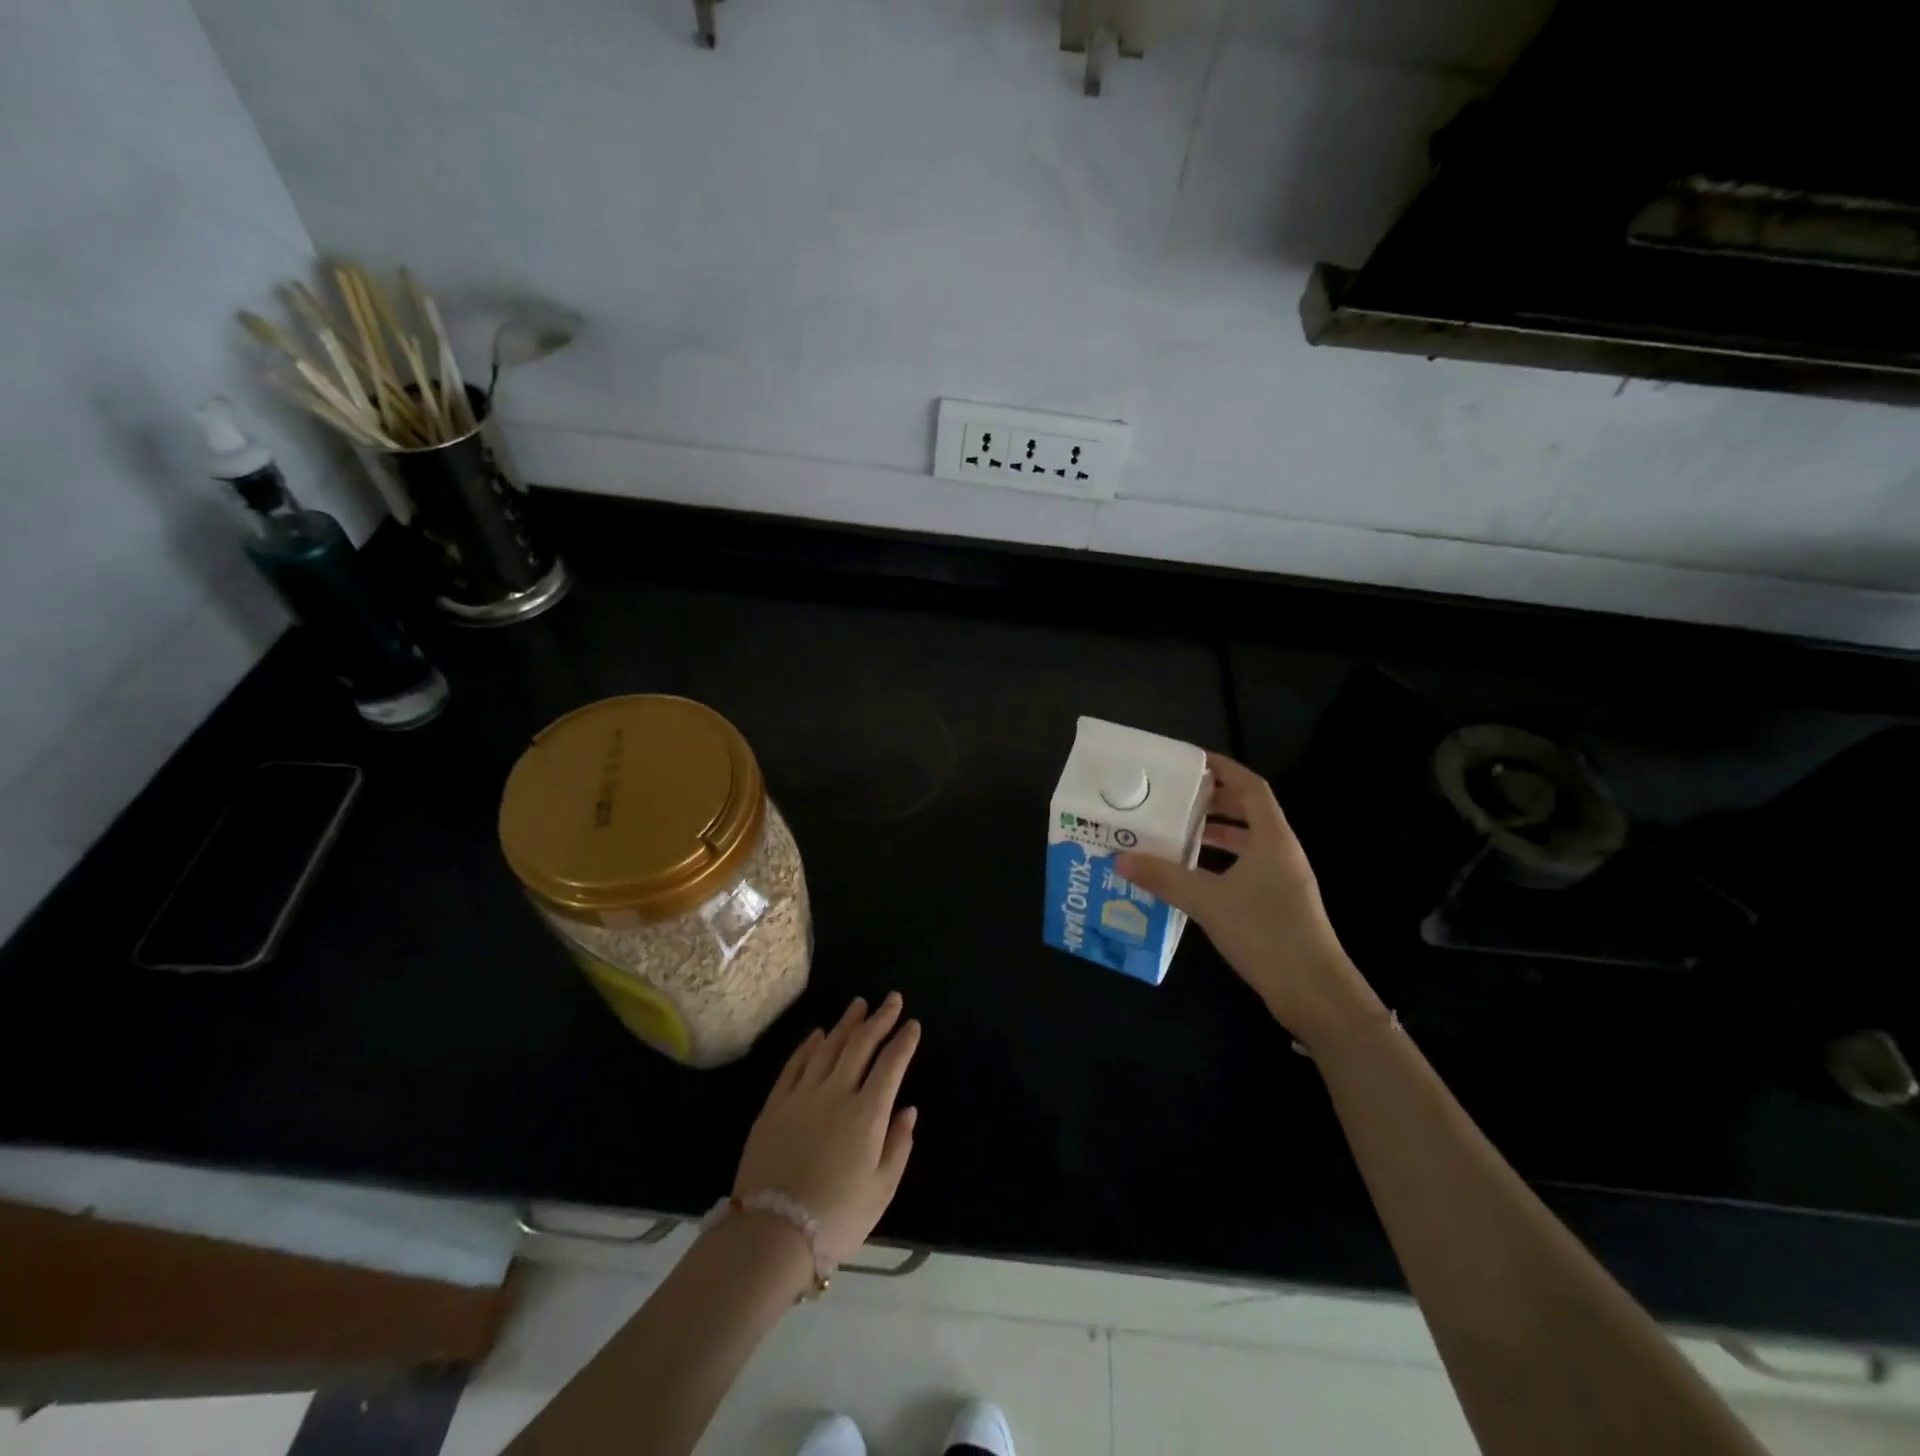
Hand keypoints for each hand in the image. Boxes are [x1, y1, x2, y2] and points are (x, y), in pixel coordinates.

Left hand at [734, 993, 920, 1263]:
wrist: (771, 1234)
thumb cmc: (836, 1218)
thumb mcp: (881, 1191)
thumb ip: (898, 1145)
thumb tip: (908, 1110)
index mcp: (867, 1113)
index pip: (891, 1065)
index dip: (904, 1041)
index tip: (912, 1024)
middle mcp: (836, 1093)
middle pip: (861, 1045)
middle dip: (879, 1019)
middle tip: (891, 998)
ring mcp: (802, 1095)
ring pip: (828, 1047)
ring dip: (846, 1024)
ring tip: (858, 1005)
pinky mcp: (775, 1105)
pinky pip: (795, 1065)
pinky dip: (808, 1045)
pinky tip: (817, 1034)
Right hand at [1117, 754, 1383, 1046]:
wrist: (1314, 992)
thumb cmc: (1266, 933)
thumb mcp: (1208, 901)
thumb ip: (1164, 878)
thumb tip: (1121, 859)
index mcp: (1272, 838)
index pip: (1251, 786)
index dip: (1223, 768)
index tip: (1189, 761)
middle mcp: (1281, 851)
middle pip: (1249, 810)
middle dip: (1214, 798)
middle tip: (1175, 796)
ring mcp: (1283, 879)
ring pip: (1248, 840)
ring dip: (1216, 831)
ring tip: (1178, 831)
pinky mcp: (1279, 903)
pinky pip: (1247, 866)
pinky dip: (1221, 861)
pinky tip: (1194, 875)